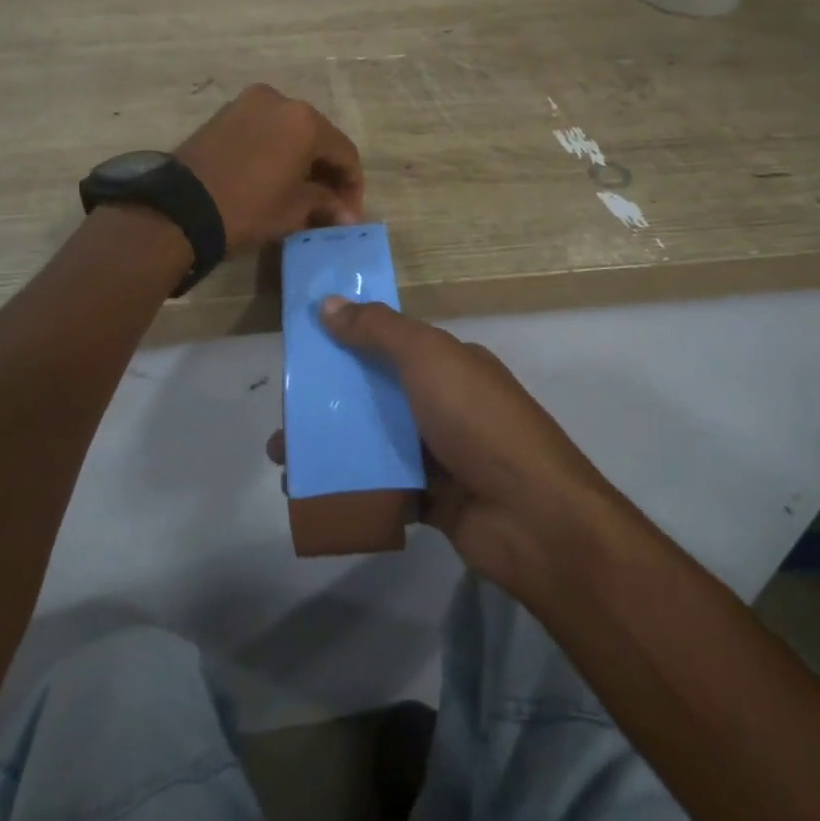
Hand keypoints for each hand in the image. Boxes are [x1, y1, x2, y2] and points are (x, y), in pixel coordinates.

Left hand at [174, 84, 363, 252]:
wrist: (180, 207)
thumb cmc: (248, 207)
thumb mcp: (294, 210)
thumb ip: (326, 204)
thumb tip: (346, 214)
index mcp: (305, 121)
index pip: (344, 153)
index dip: (352, 186)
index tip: (349, 214)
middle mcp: (280, 101)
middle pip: (318, 137)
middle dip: (327, 171)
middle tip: (330, 205)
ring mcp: (249, 103)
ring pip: (290, 132)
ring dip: (301, 160)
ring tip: (302, 193)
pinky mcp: (225, 114)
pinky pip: (264, 130)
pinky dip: (277, 151)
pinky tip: (276, 178)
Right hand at [274, 297, 620, 598]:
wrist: (534, 517)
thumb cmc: (478, 421)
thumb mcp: (427, 358)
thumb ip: (378, 330)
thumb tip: (330, 302)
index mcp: (450, 364)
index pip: (391, 344)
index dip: (348, 343)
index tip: (304, 353)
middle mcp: (446, 404)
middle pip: (377, 395)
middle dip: (330, 403)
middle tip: (285, 416)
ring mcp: (442, 455)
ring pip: (376, 443)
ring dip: (333, 447)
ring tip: (286, 461)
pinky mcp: (435, 501)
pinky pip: (384, 488)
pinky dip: (351, 488)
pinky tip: (313, 493)